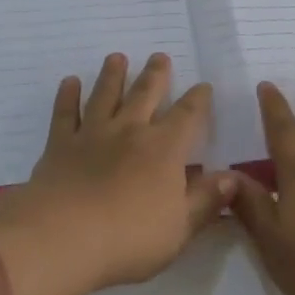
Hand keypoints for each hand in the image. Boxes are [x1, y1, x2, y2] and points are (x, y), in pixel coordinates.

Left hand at [0, 54, 237, 294]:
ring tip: (117, 57)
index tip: (203, 86)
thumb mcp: (180, 228)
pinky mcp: (61, 144)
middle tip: (159, 56)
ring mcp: (93, 133)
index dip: (197, 100)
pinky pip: (65, 113)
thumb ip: (206, 200)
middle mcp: (130, 130)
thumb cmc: (130, 238)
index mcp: (163, 149)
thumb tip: (233, 177)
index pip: (187, 116)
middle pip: (145, 93)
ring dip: (112, 75)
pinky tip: (70, 82)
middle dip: (155, 74)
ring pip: (105, 95)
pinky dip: (67, 96)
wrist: (65, 236)